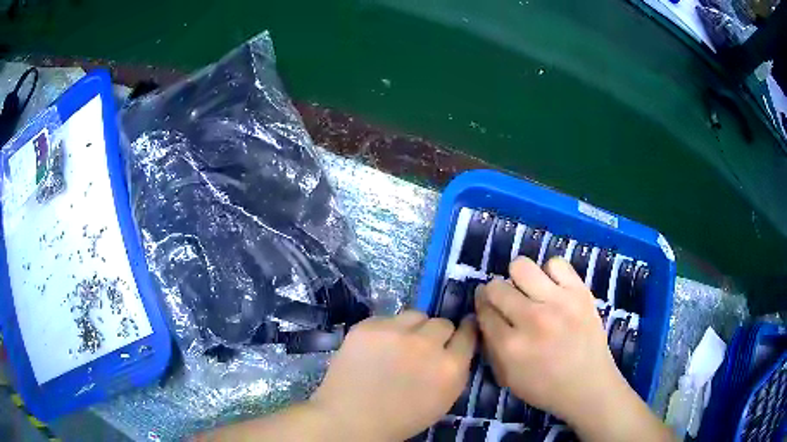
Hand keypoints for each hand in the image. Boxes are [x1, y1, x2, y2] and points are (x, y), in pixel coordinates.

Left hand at [309, 311, 477, 440]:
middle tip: (422, 347)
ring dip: (413, 328)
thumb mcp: (442, 400)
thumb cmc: (400, 418)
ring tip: (398, 345)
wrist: (351, 420)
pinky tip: (375, 348)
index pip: (467, 334)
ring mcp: (395, 332)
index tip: (462, 328)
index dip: (465, 331)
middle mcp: (427, 345)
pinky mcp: (368, 326)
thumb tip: (454, 348)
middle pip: (442, 323)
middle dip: (436, 334)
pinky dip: (385, 331)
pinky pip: (387, 319)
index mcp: (450, 368)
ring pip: (416, 315)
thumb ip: (453, 371)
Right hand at [475, 257, 672, 441]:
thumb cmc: (545, 387)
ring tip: (530, 291)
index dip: (482, 306)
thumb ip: (490, 347)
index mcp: (510, 346)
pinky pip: (556, 264)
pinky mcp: (580, 292)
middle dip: (495, 292)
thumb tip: (484, 316)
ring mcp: (558, 302)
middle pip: (497, 286)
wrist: (589, 385)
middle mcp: (532, 319)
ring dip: (519, 279)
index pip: (483, 310)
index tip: (487, 307)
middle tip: (507, 301)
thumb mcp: (507, 378)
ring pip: (522, 266)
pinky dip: (550, 273)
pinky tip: (553, 288)